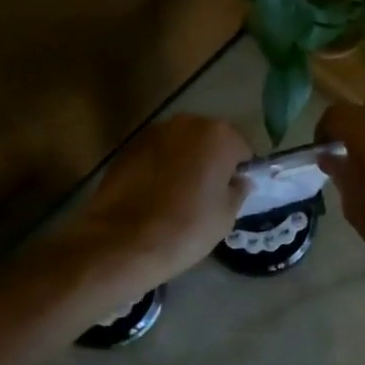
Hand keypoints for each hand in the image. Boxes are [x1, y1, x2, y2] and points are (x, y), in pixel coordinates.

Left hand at [62, 115, 252, 292]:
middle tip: (206, 194)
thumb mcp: (226, 215)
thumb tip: (238, 181)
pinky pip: (154, 155)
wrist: (124, 241)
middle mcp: (186, 123)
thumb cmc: (186, 227)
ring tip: (177, 196)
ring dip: (183, 162)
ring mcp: (153, 132)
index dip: (238, 172)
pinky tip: (153, 195)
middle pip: (208, 141)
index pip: (240, 150)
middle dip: (210, 161)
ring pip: (179, 145)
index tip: (231, 193)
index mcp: (218, 135)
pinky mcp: (127, 147)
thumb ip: (237, 190)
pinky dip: (158, 168)